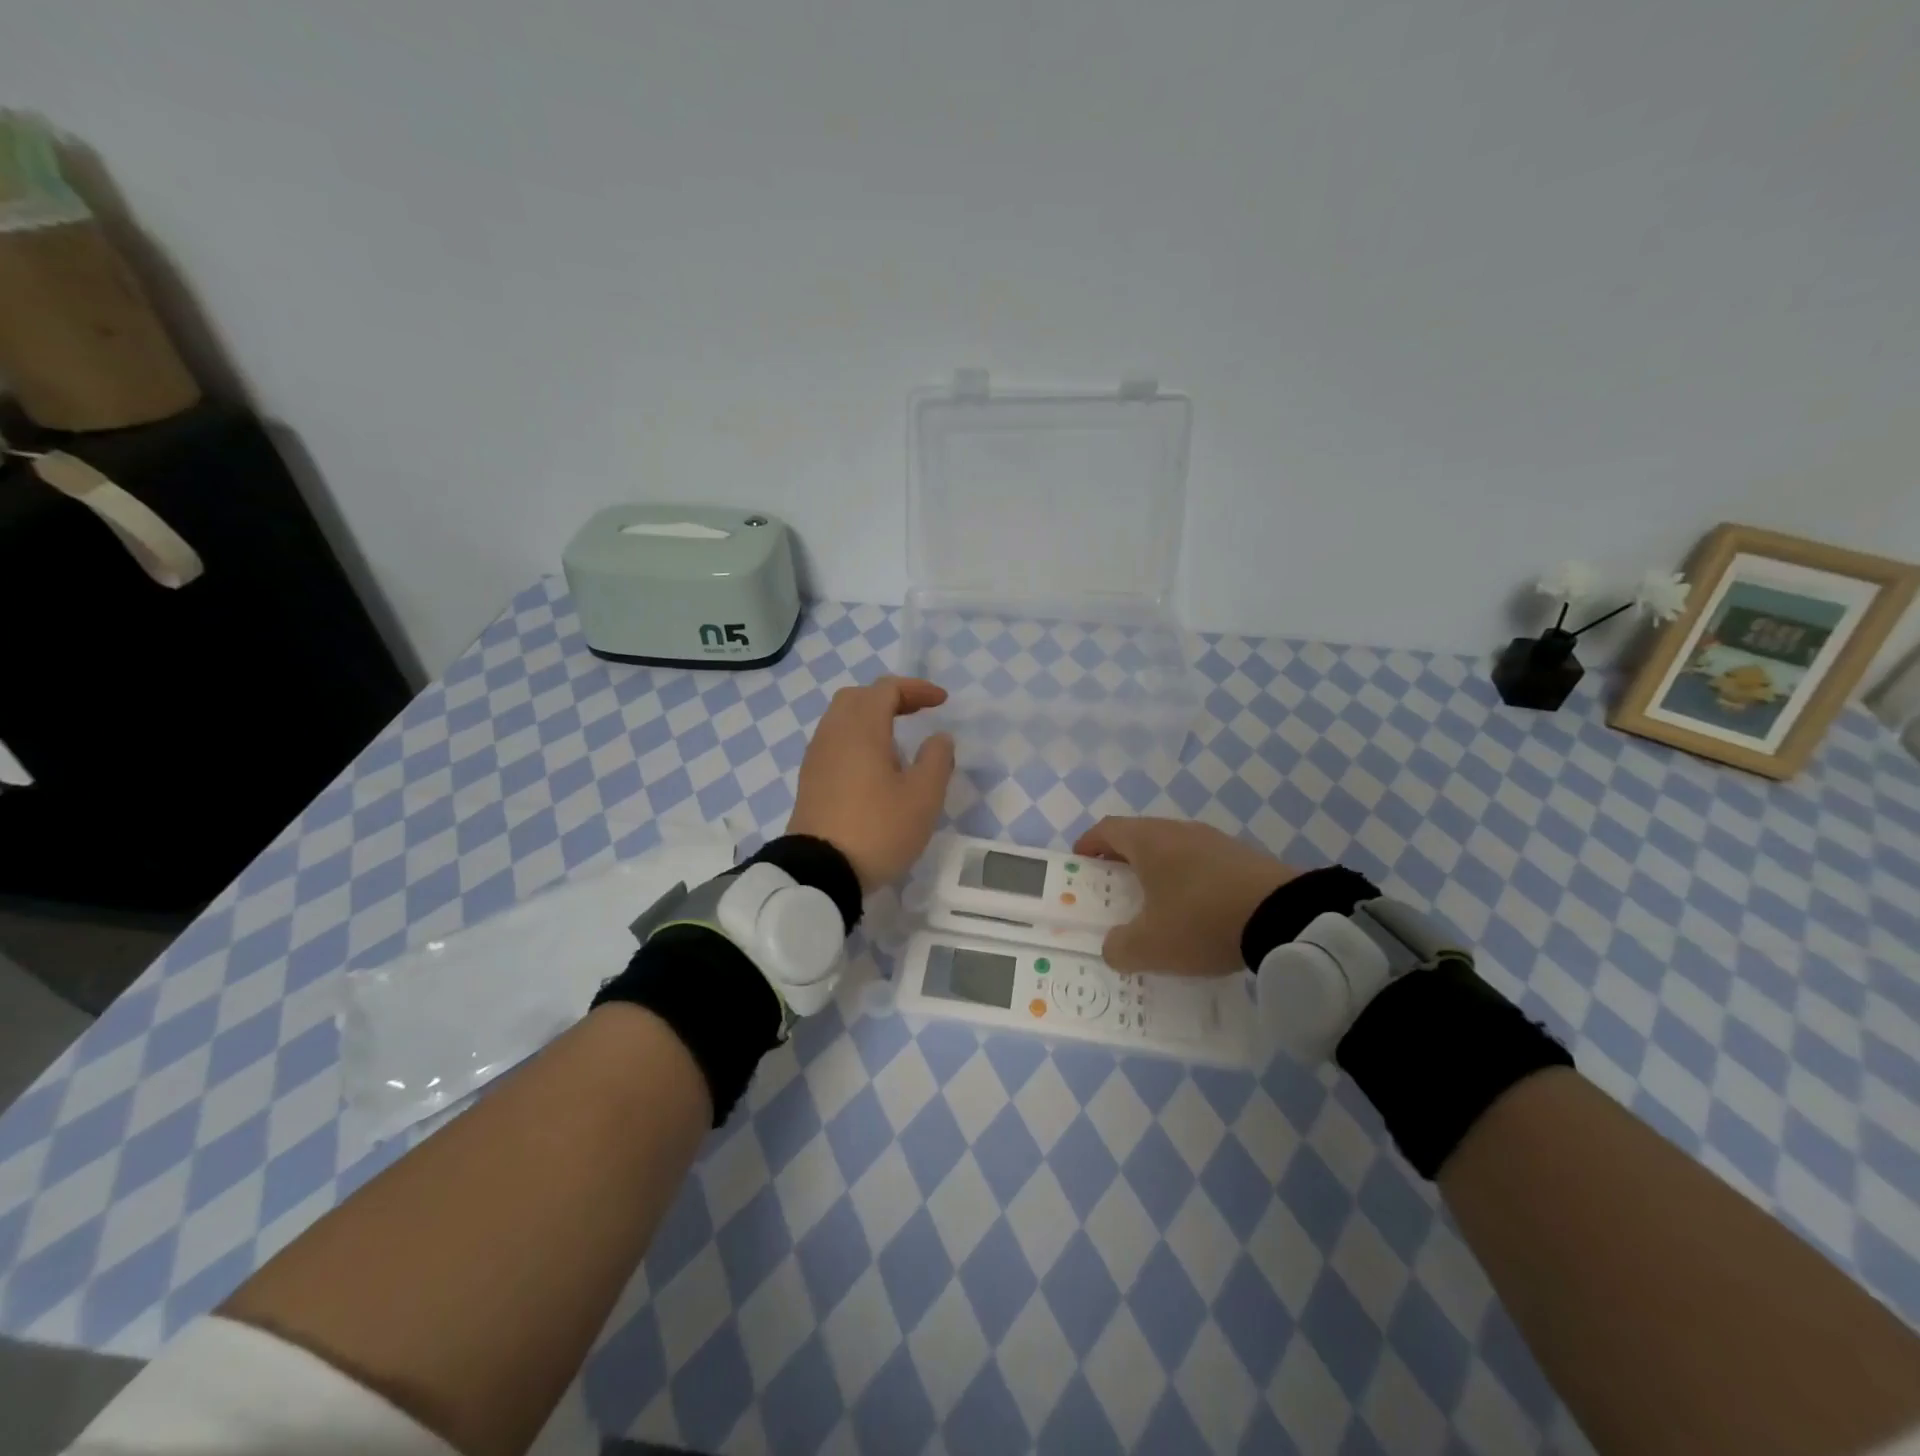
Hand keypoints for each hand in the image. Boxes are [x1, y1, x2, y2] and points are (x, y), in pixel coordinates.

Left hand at [789, 677, 955, 890]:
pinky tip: (874, 765)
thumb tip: (938, 738)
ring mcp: (816, 757)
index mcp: (861, 728)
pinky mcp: (810, 780)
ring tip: (898, 740)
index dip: (917, 689)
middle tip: (917, 712)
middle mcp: (833, 733)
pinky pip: (834, 742)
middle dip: (890, 697)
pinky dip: (856, 738)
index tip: (942, 702)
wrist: (820, 872)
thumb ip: (937, 759)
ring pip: (842, 719)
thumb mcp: (923, 797)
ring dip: (871, 718)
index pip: (886, 689)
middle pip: (858, 697)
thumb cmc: (878, 829)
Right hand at [1074, 816, 1299, 975]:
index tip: (1081, 863)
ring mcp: (1214, 840)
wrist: (1284, 917)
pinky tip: (1197, 911)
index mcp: (1149, 841)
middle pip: (1140, 836)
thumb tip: (1113, 946)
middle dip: (1122, 860)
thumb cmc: (1201, 921)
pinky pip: (1202, 862)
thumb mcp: (1150, 946)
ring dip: (1158, 870)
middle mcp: (1178, 830)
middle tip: (1116, 889)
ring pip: (1173, 848)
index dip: (1089, 844)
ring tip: (1157, 903)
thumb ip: (1119, 947)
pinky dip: (1189, 879)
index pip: (1107, 829)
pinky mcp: (1243, 856)